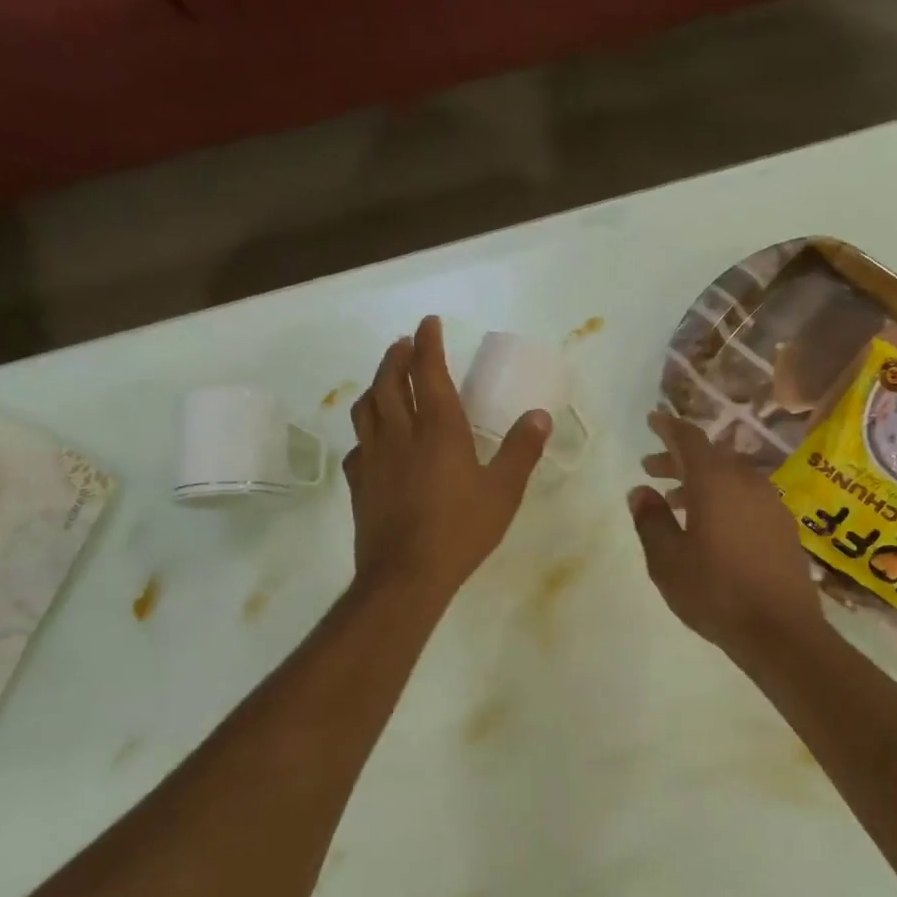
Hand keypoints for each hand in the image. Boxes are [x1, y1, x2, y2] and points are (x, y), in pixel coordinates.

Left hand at [344, 316, 549, 604]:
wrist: (406, 574)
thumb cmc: (461, 529)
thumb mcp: (503, 490)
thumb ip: (521, 450)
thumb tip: (539, 415)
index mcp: (439, 429)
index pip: (428, 371)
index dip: (428, 343)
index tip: (428, 322)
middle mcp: (401, 433)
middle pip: (389, 381)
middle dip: (396, 356)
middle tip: (404, 344)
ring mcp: (374, 457)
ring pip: (366, 407)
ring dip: (375, 384)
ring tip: (384, 380)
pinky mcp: (360, 483)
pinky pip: (358, 444)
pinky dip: (366, 430)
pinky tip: (373, 439)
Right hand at [629, 411, 824, 660]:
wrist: (780, 630)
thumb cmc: (715, 591)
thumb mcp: (668, 560)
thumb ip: (651, 520)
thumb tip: (641, 491)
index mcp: (716, 482)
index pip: (690, 439)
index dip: (669, 427)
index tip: (653, 420)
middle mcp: (747, 482)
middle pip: (710, 456)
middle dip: (679, 459)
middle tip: (651, 468)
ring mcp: (771, 502)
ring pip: (730, 477)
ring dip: (701, 481)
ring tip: (674, 501)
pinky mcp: (783, 525)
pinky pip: (746, 496)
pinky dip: (723, 497)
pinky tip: (710, 523)